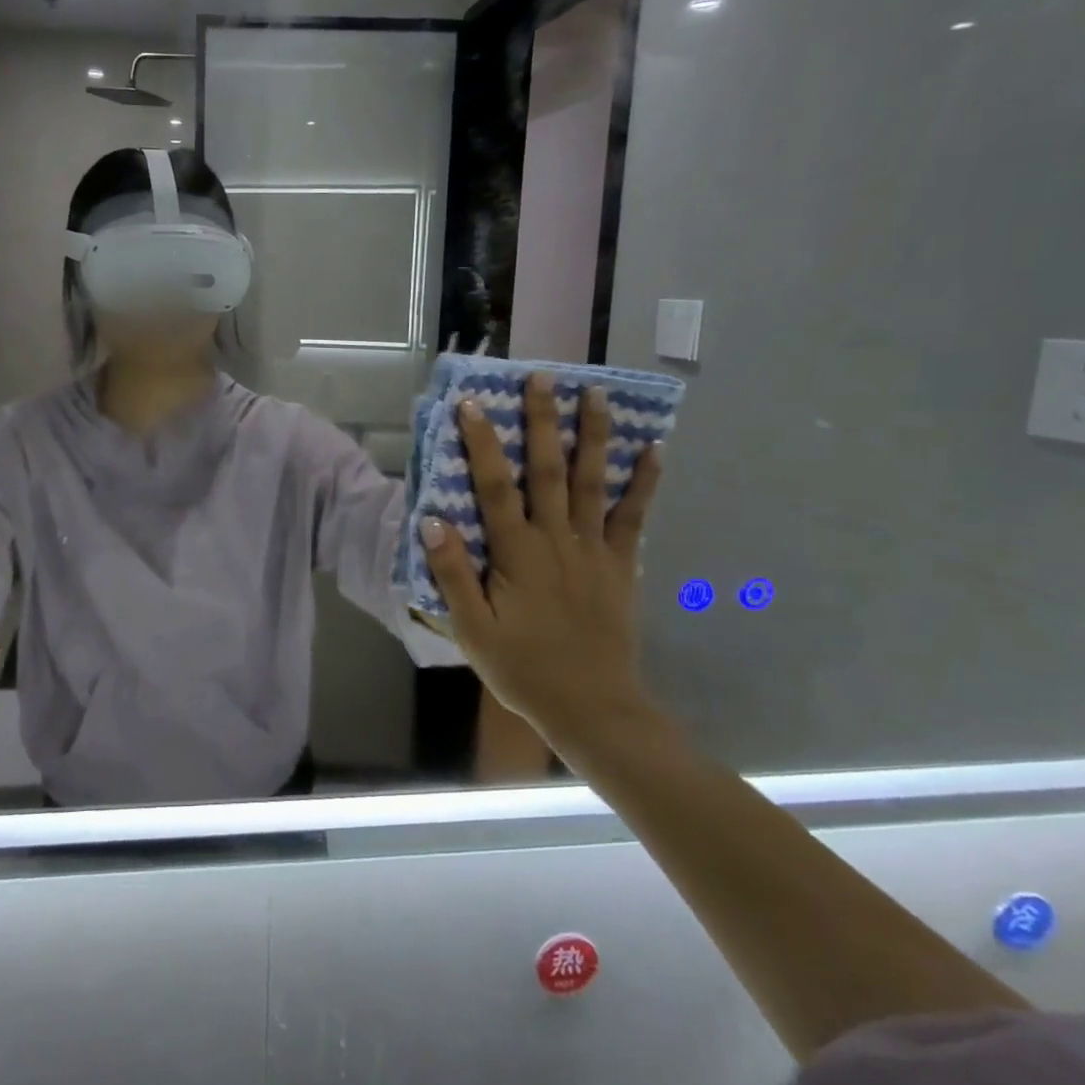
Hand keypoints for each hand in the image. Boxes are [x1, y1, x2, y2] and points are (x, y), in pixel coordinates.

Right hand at [420, 377, 662, 748]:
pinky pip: (635, 517)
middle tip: (545, 376)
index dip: (482, 443)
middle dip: (544, 421)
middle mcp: (556, 539)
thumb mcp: (473, 629)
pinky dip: (644, 483)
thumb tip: (431, 520)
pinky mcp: (621, 566)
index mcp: (517, 553)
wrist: (593, 708)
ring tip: (597, 395)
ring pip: (593, 482)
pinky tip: (654, 451)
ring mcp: (594, 550)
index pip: (494, 486)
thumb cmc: (523, 668)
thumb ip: (453, 573)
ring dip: (595, 436)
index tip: (473, 403)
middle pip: (549, 470)